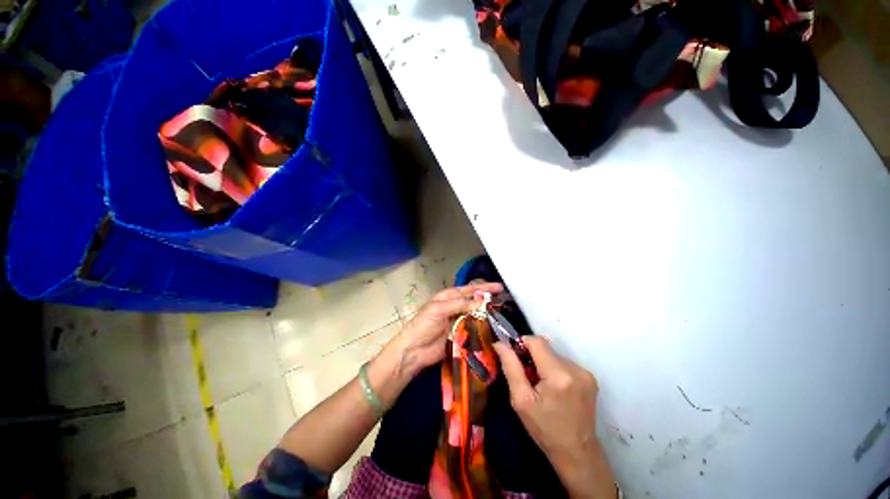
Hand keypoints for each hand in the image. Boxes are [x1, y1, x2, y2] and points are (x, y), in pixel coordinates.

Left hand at [386, 282, 503, 378]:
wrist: (414, 350)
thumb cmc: (423, 324)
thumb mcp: (439, 309)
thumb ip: (460, 304)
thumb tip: (482, 302)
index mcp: (449, 297)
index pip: (469, 290)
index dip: (484, 288)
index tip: (499, 287)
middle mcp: (455, 307)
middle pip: (474, 302)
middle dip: (488, 300)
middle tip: (504, 300)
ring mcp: (458, 322)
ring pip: (476, 316)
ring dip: (487, 315)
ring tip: (503, 315)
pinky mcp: (461, 336)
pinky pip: (474, 331)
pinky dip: (483, 329)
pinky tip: (494, 330)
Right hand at [494, 337, 615, 498]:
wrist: (577, 453)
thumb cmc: (544, 429)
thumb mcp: (520, 400)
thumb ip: (510, 367)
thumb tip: (499, 343)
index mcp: (558, 375)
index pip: (537, 341)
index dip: (522, 343)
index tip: (514, 356)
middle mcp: (575, 369)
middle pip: (546, 348)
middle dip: (532, 356)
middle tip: (526, 376)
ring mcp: (585, 373)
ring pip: (554, 355)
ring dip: (544, 363)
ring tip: (541, 385)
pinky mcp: (590, 378)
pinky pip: (564, 363)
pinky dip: (554, 369)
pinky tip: (554, 388)